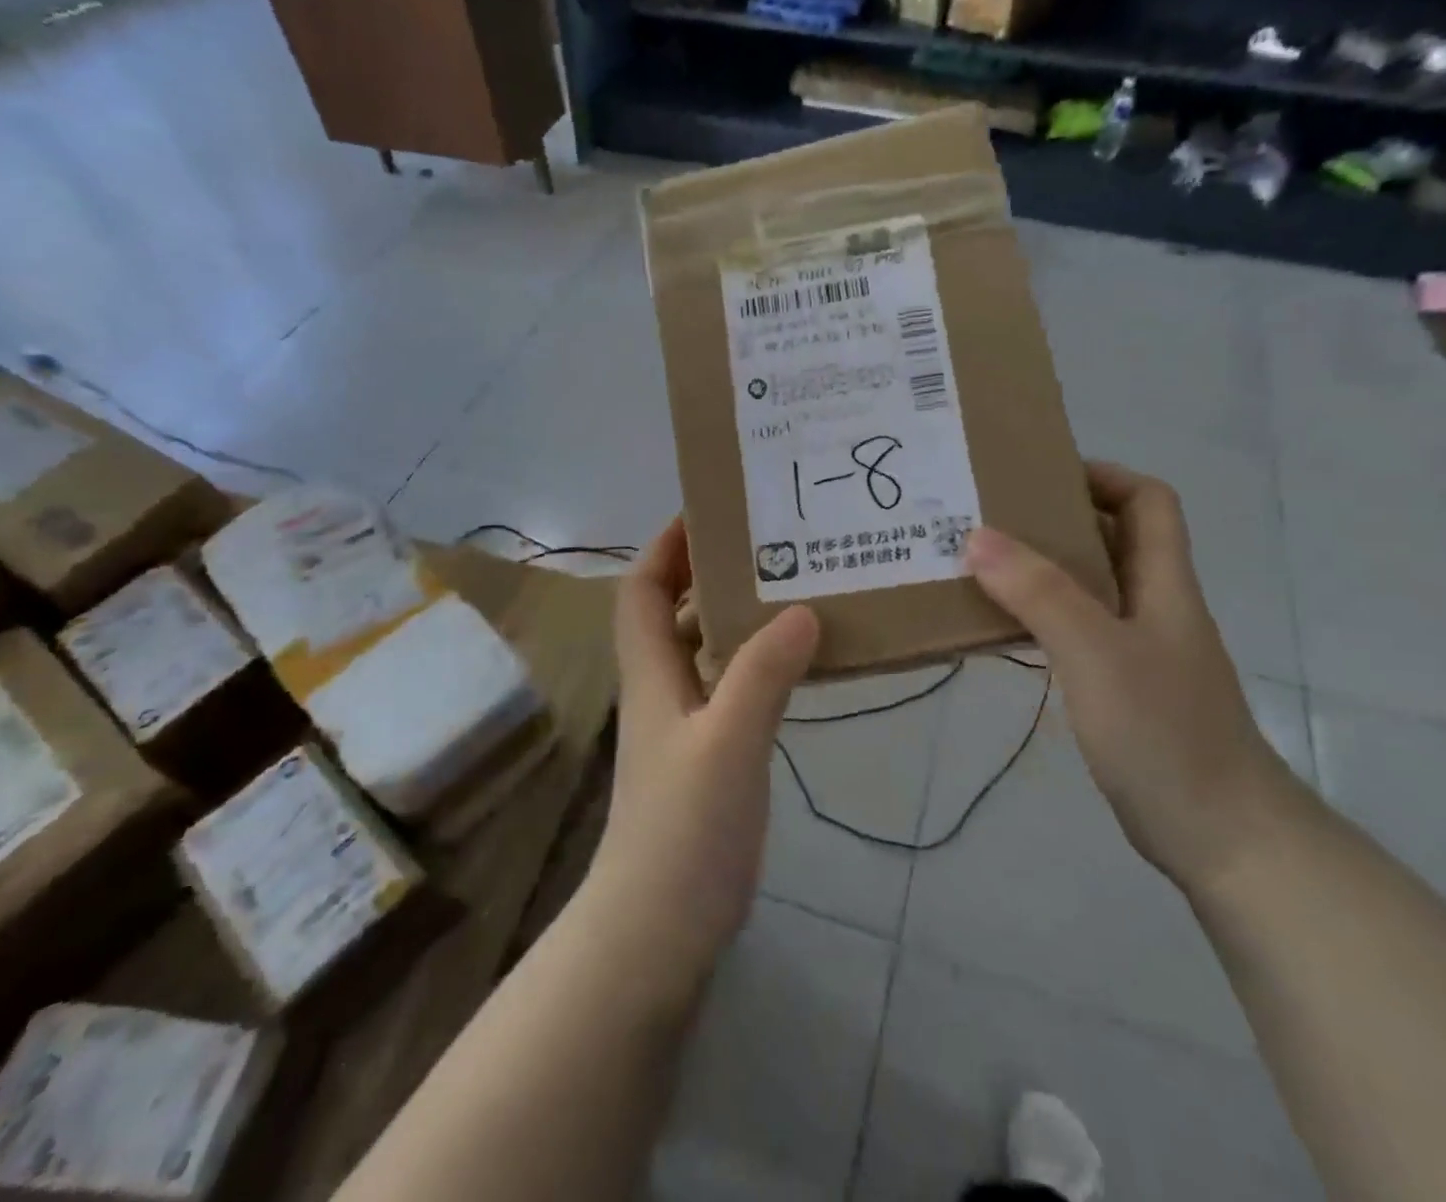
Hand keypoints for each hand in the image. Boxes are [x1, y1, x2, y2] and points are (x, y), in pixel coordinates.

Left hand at [593, 519, 819, 990]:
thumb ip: (762, 673)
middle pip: (675, 612)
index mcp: (652, 674)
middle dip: (712, 572)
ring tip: (796, 591)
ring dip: (739, 618)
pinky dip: (757, 665)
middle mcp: (662, 690)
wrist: (655, 934)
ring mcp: (683, 727)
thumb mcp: (728, 742)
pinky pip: (730, 689)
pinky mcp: (706, 759)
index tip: (711, 511)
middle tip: (773, 545)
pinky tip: (798, 665)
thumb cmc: (684, 831)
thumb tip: (802, 608)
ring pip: (705, 651)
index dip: (667, 546)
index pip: (643, 589)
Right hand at [966, 462, 1301, 893]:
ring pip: (1088, 587)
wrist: (1222, 836)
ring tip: (979, 565)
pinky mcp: (1122, 689)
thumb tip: (977, 536)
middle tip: (988, 518)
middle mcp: (1153, 606)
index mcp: (1163, 583)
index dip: (1102, 476)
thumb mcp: (1097, 652)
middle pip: (1111, 538)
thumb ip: (1040, 592)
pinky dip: (1040, 618)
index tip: (1039, 476)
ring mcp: (1139, 650)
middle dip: (1054, 519)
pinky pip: (1076, 632)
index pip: (1148, 501)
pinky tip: (1001, 629)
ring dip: (1040, 571)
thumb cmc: (1165, 732)